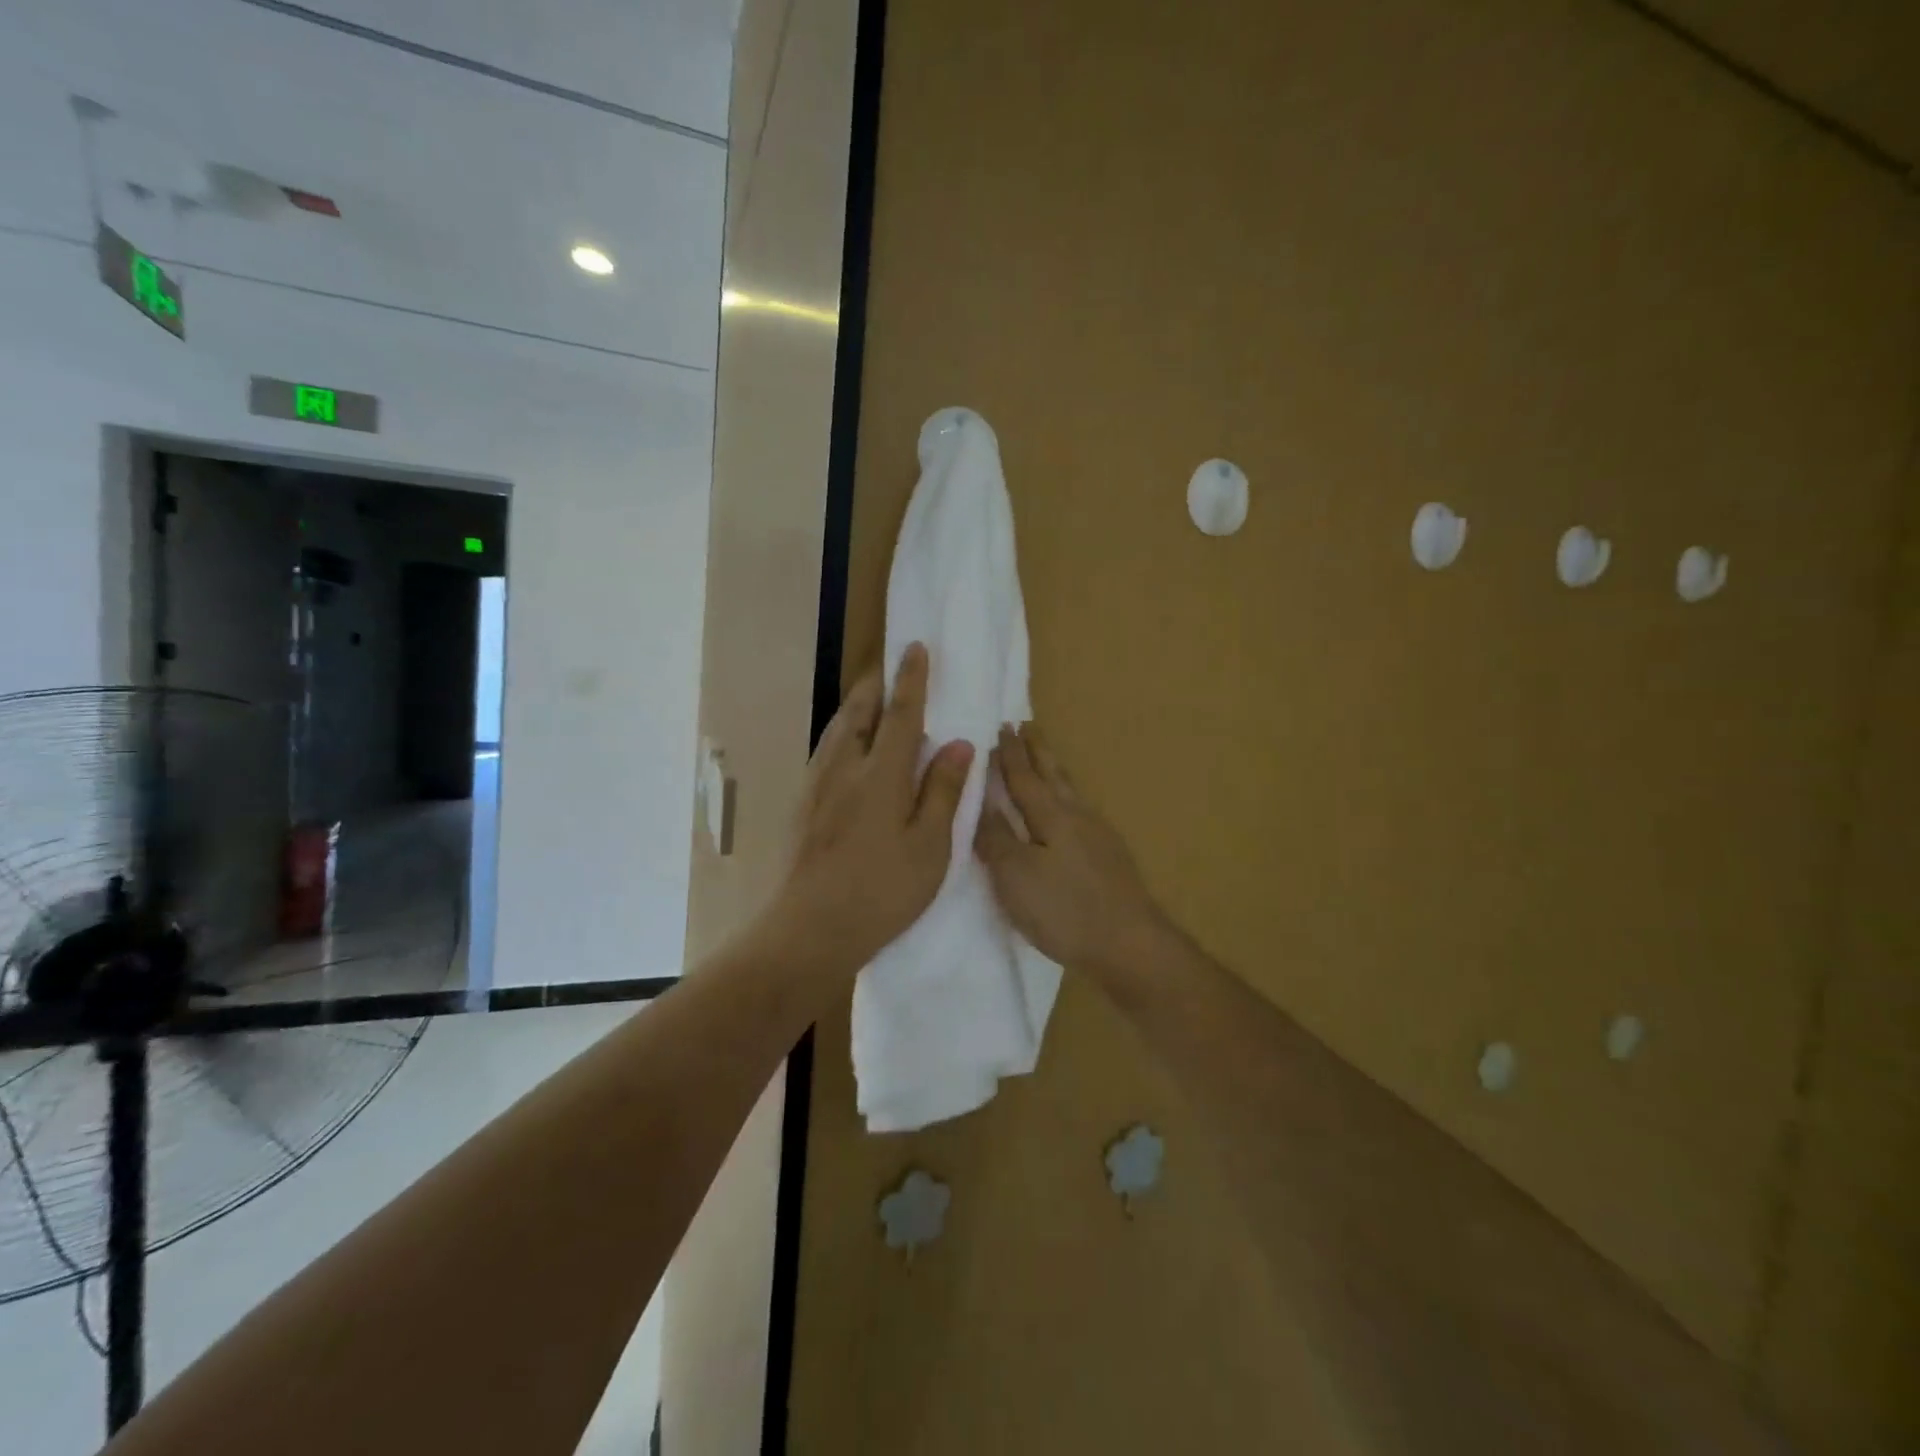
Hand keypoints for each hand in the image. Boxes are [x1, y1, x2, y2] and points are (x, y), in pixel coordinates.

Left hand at [763, 643, 972, 974]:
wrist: (808, 929)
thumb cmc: (881, 892)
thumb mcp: (929, 848)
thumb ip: (943, 791)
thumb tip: (958, 743)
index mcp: (882, 775)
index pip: (901, 713)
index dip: (911, 679)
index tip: (916, 647)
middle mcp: (844, 768)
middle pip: (859, 711)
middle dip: (876, 684)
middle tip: (890, 667)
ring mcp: (817, 785)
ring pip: (838, 729)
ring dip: (857, 707)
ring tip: (872, 701)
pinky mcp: (802, 804)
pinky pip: (826, 751)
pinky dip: (843, 734)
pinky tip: (849, 750)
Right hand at [974, 725, 1174, 977]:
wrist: (1130, 944)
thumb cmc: (1064, 909)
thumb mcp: (1015, 876)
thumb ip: (995, 838)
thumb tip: (979, 803)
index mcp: (1051, 815)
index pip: (1024, 776)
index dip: (1009, 754)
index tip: (1002, 726)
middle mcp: (1077, 816)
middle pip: (1054, 775)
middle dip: (1037, 751)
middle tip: (1028, 725)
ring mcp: (1099, 836)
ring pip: (1071, 792)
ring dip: (1055, 771)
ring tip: (1046, 760)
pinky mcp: (1110, 857)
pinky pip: (1081, 812)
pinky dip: (1067, 798)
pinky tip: (1069, 813)